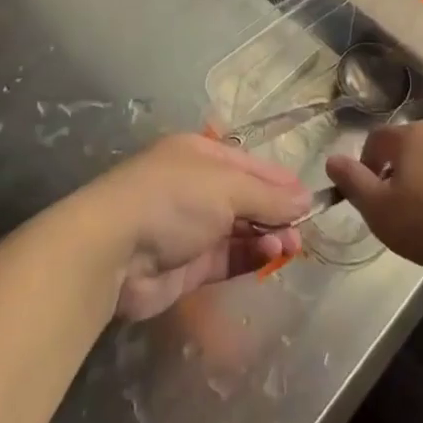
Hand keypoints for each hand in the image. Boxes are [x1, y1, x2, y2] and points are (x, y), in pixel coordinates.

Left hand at [74, 134, 309, 321]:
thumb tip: (305, 199)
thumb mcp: (227, 187)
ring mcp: (190, 228)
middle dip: (277, 212)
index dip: (280, 180)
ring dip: (267, 236)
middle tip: (304, 230)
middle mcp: (196, 187)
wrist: (112, 251)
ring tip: (292, 247)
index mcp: (200, 155)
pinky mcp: (187, 267)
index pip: (249, 165)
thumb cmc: (173, 199)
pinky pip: (227, 258)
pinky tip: (271, 256)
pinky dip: (250, 256)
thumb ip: (268, 195)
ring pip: (239, 230)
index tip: (310, 198)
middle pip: (246, 198)